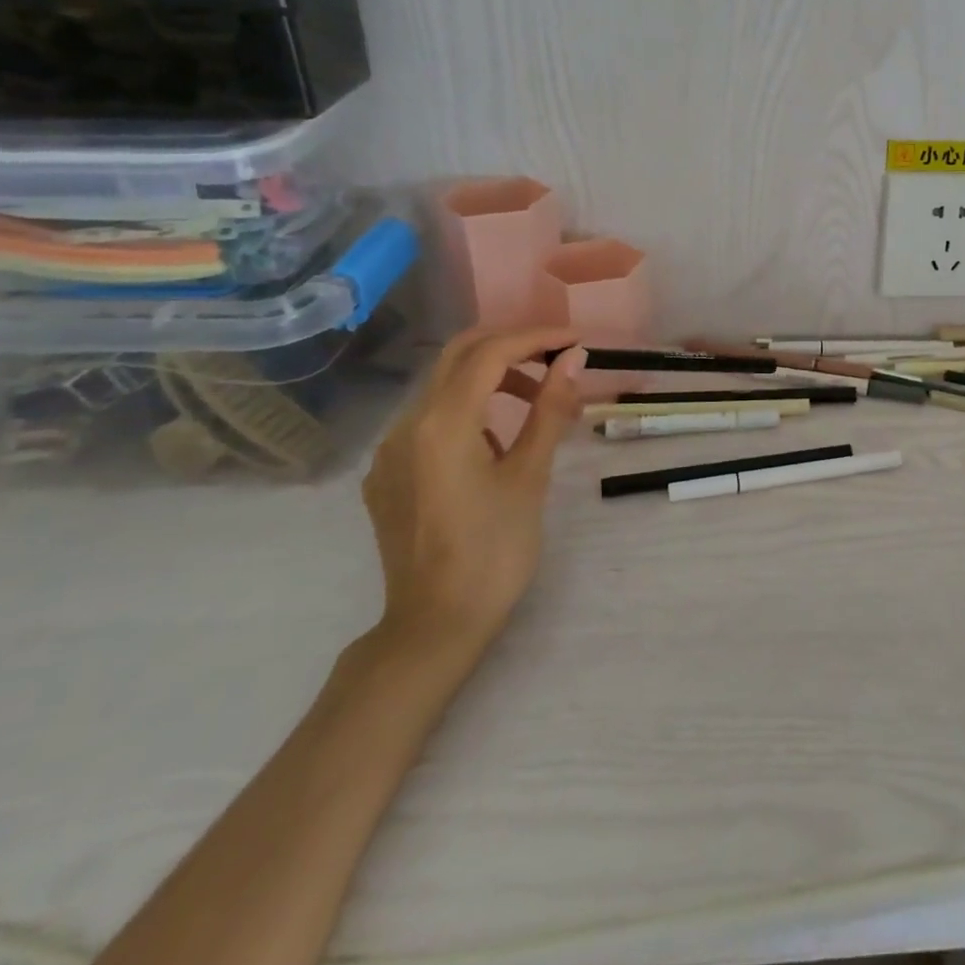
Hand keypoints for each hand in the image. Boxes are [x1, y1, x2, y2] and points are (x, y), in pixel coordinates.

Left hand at [361, 328, 585, 663]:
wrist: (434, 626)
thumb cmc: (494, 551)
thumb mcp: (530, 477)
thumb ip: (549, 410)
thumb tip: (573, 360)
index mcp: (443, 424)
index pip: (491, 353)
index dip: (537, 338)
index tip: (577, 341)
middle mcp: (406, 425)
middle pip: (459, 355)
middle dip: (512, 345)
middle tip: (558, 356)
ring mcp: (390, 450)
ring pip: (443, 386)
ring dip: (493, 377)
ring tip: (540, 400)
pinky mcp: (387, 474)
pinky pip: (429, 420)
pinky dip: (469, 408)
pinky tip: (496, 441)